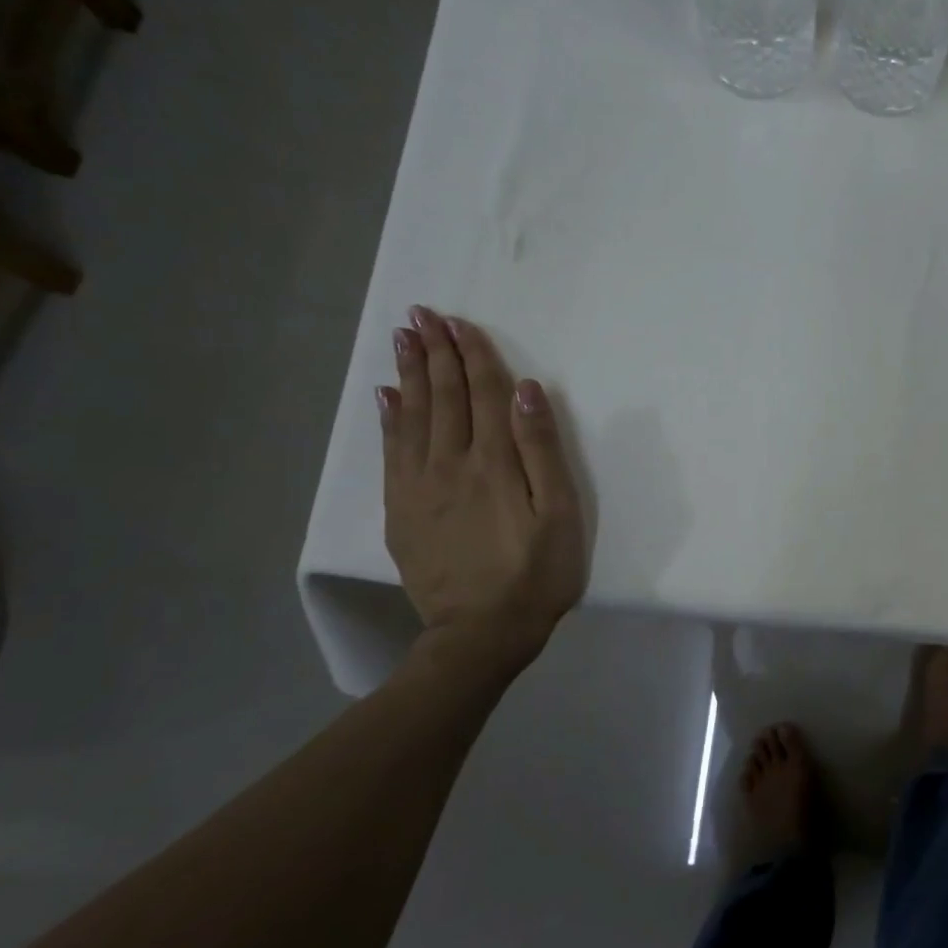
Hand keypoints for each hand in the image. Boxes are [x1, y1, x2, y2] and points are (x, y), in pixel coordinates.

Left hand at [378, 306, 586, 670]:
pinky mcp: (401, 510)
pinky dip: (389, 418)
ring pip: (413, 417)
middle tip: (422, 314)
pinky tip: (387, 396)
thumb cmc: (537, 573)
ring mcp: (419, 487)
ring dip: (410, 374)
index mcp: (494, 463)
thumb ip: (543, 450)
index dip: (474, 357)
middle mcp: (450, 464)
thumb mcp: (560, 514)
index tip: (461, 323)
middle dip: (435, 353)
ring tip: (403, 339)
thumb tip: (526, 391)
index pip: (484, 395)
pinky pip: (391, 452)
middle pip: (444, 397)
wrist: (481, 633)